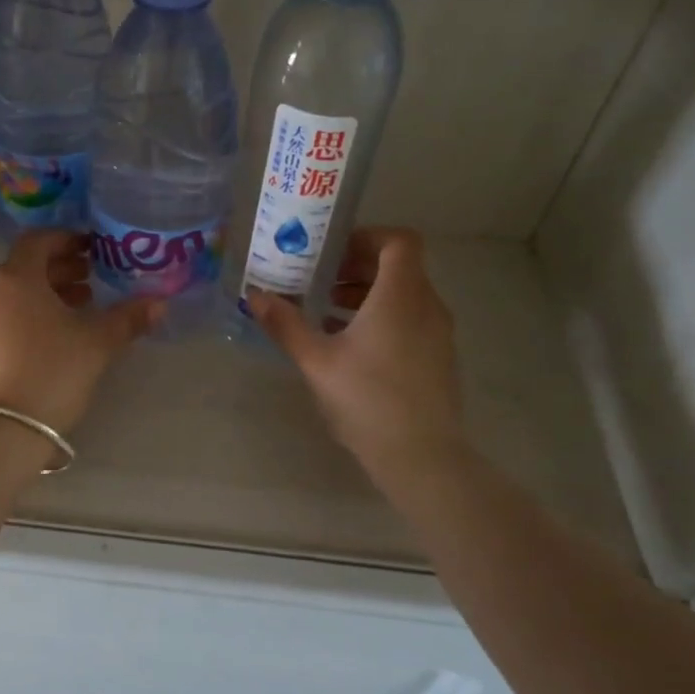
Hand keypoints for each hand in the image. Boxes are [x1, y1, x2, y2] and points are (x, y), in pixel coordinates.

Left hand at [0, 231, 160, 433]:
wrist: (0, 431)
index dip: (67, 240)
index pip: (38, 240)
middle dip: (58, 271)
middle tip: (89, 282)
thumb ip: (128, 318)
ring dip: (42, 295)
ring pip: (10, 294)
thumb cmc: (51, 372)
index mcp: (15, 278)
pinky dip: (23, 316)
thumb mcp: (97, 344)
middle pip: (23, 267)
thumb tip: (159, 303)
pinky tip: (47, 339)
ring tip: (75, 311)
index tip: (92, 250)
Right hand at [247, 227, 467, 489]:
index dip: (366, 237)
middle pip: (399, 267)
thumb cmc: (367, 399)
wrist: (422, 456)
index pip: (399, 241)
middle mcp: (427, 306)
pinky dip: (382, 317)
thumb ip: (286, 324)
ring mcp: (438, 333)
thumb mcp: (317, 360)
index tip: (332, 253)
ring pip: (405, 295)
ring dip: (367, 294)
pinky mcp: (438, 357)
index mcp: (400, 296)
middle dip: (358, 267)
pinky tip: (349, 344)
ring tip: (327, 311)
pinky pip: (411, 319)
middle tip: (319, 279)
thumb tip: (255, 295)